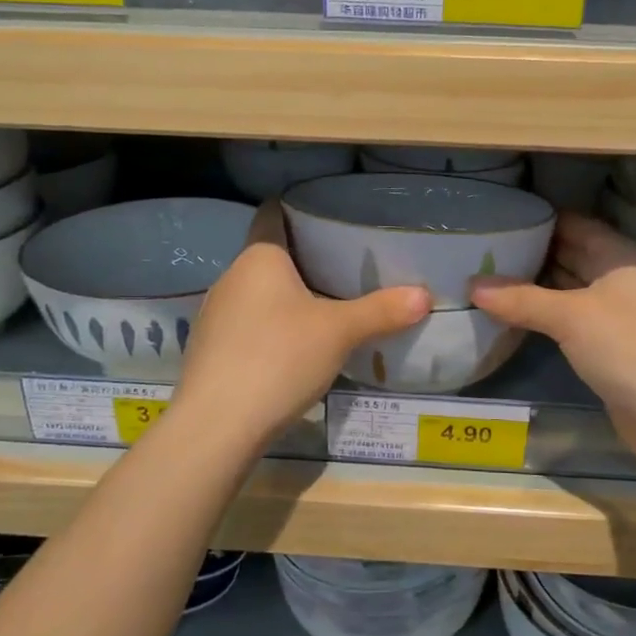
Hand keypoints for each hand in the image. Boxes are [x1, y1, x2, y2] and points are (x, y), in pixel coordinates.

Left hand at [172, 201, 429, 445]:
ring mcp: (214, 315)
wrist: (217, 425)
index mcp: (258, 258)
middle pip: (269, 257)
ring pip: (257, 294)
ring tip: (327, 308)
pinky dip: (271, 328)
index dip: (298, 209)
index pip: (272, 215)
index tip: (329, 216)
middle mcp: (230, 277)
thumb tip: (424, 296)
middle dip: (303, 260)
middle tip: (346, 267)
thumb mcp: (339, 332)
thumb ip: (381, 311)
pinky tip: (294, 349)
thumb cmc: (279, 358)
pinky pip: (247, 325)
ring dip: (287, 298)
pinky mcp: (210, 350)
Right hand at [470, 213, 635, 479]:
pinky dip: (542, 317)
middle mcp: (620, 281)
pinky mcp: (608, 349)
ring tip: (486, 278)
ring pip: (567, 291)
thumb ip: (521, 299)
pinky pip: (569, 322)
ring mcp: (616, 317)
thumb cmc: (630, 348)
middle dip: (531, 254)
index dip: (539, 220)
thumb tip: (471, 285)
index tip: (499, 218)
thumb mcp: (572, 317)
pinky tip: (510, 316)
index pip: (575, 225)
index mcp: (620, 258)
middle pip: (570, 256)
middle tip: (481, 250)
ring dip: (533, 288)